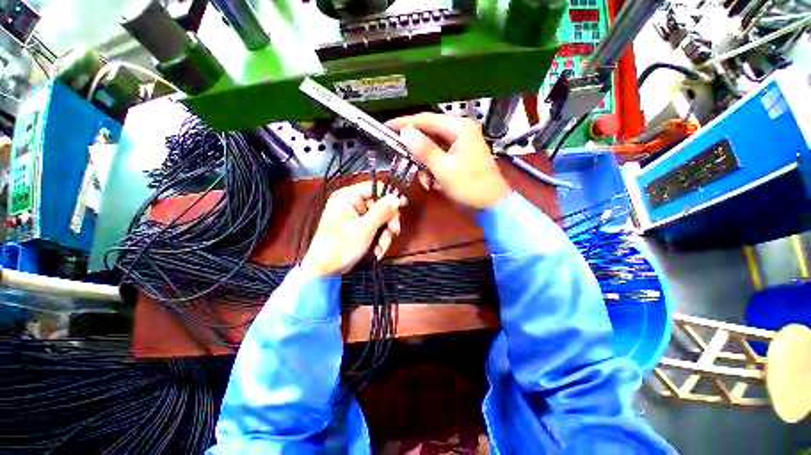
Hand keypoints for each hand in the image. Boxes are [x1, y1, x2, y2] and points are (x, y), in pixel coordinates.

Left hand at [301, 181, 405, 276]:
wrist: (324, 270)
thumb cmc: (339, 247)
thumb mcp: (364, 228)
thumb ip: (382, 211)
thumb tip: (396, 198)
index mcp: (348, 197)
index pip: (375, 187)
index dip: (390, 196)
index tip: (401, 207)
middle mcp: (352, 203)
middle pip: (380, 204)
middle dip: (388, 221)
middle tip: (393, 232)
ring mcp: (355, 216)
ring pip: (380, 218)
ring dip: (385, 233)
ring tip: (381, 247)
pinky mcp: (358, 227)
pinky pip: (375, 227)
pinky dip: (379, 239)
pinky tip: (377, 250)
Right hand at [386, 113, 510, 209]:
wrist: (492, 203)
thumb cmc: (470, 187)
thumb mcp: (444, 169)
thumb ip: (424, 149)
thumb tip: (405, 131)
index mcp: (459, 128)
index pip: (426, 119)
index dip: (405, 123)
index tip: (387, 127)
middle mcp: (461, 129)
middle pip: (429, 131)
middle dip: (416, 147)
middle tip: (401, 156)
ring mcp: (462, 141)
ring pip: (434, 145)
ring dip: (425, 161)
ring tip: (425, 179)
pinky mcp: (462, 153)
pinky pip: (441, 154)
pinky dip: (434, 166)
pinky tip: (434, 180)